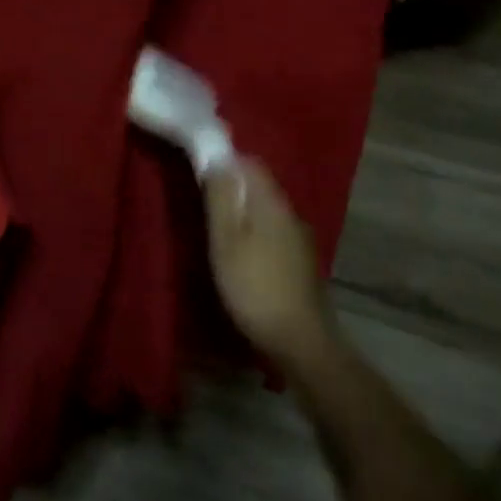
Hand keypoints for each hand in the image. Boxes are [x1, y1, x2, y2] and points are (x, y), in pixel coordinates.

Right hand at [203, 159, 337, 372]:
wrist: (301, 342)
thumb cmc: (254, 286)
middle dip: (232, 186)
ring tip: (218, 228)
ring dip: (244, 210)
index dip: (224, 160)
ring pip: (266, 209)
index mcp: (272, 202)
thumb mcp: (225, 239)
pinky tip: (243, 253)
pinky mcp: (301, 262)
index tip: (200, 170)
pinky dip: (255, 231)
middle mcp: (290, 213)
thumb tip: (217, 158)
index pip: (250, 162)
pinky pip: (273, 230)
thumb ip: (221, 197)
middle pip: (259, 185)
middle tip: (203, 201)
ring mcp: (300, 239)